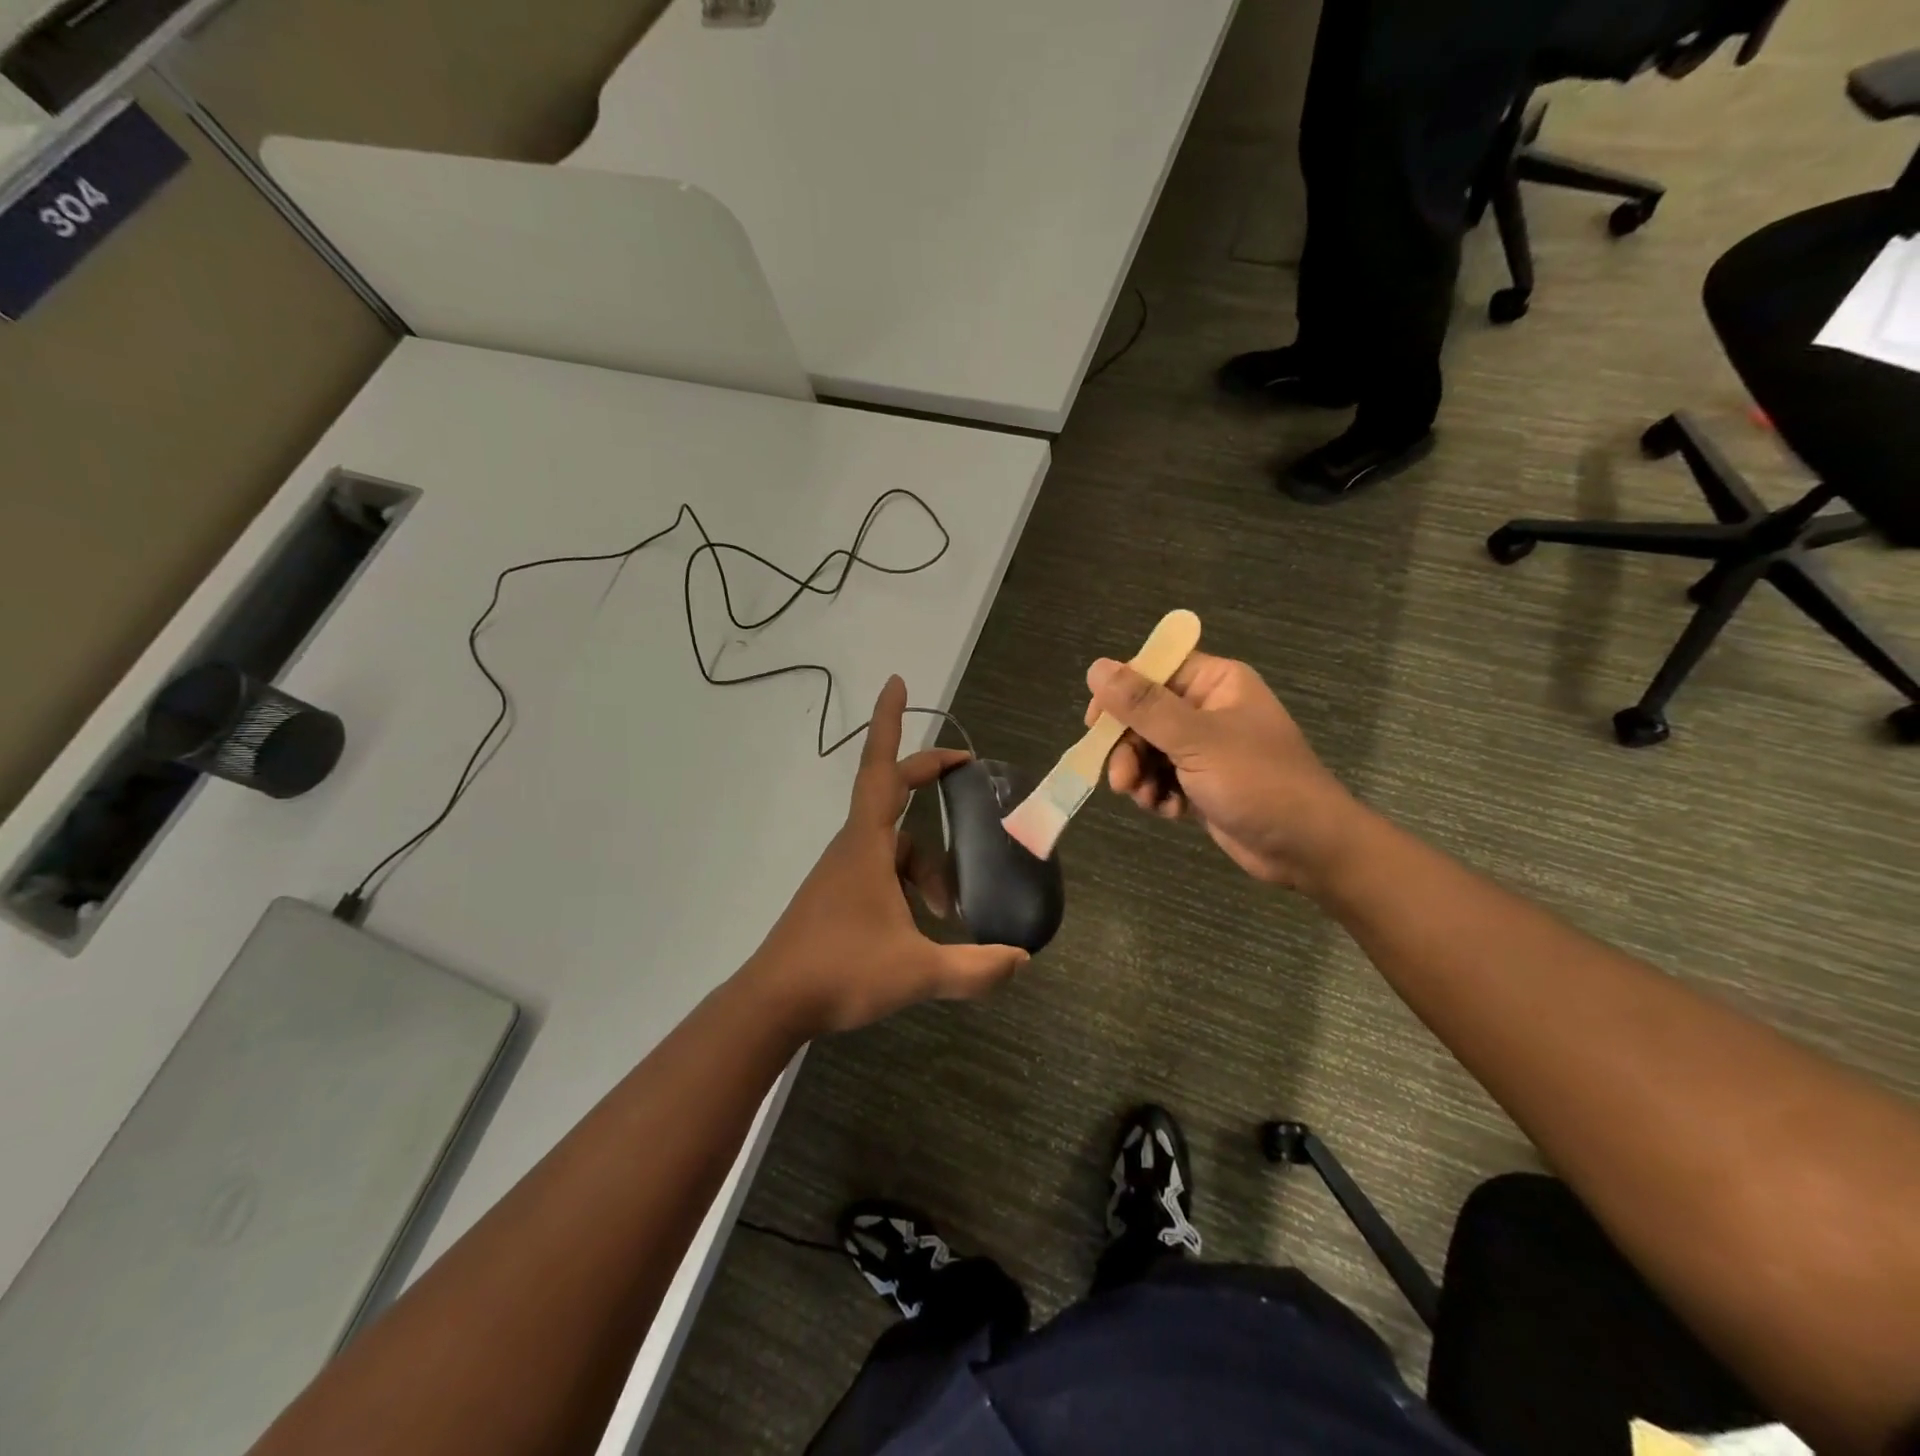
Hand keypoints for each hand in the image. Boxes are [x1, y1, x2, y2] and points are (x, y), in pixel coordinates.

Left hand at [748, 676, 1029, 1036]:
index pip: (882, 768)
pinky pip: (881, 872)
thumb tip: (1022, 960)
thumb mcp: (918, 971)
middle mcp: (852, 847)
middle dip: (930, 784)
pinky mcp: (836, 897)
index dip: (890, 723)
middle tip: (966, 777)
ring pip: (894, 848)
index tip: (897, 683)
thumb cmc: (841, 972)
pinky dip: (908, 886)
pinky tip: (923, 928)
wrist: (772, 1005)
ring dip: (927, 868)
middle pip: (895, 801)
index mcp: (867, 844)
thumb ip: (975, 967)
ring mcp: (841, 873)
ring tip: (952, 914)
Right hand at [1084, 652, 1364, 893]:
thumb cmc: (1258, 782)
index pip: (1152, 670)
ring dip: (1140, 776)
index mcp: (1215, 683)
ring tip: (1148, 800)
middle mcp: (1208, 709)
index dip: (1119, 694)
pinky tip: (1169, 811)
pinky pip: (1162, 778)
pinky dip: (1158, 794)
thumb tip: (1096, 668)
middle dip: (1128, 749)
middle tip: (1121, 781)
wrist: (1307, 848)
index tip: (1095, 725)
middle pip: (1143, 715)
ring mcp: (1205, 748)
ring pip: (1147, 750)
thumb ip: (1143, 705)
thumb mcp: (1196, 740)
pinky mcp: (1202, 782)